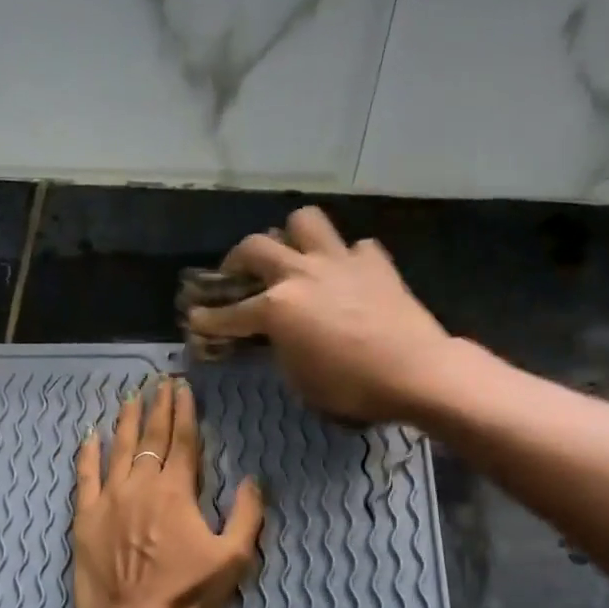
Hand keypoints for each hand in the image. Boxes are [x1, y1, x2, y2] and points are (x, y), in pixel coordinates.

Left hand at [73, 377, 263, 607]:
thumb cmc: (187, 595)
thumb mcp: (234, 559)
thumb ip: (247, 515)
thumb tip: (253, 480)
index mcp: (177, 492)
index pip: (182, 440)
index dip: (184, 411)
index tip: (182, 387)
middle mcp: (141, 485)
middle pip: (151, 437)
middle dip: (158, 407)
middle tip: (159, 383)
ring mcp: (109, 499)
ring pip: (118, 449)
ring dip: (126, 422)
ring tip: (130, 398)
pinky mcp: (85, 518)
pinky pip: (84, 477)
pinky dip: (87, 454)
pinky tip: (90, 436)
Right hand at [186, 206, 449, 424]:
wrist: (415, 370)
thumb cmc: (349, 386)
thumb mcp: (299, 378)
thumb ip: (279, 348)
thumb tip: (276, 336)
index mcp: (277, 307)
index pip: (230, 313)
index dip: (208, 319)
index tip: (194, 319)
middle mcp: (301, 274)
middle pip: (256, 246)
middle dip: (237, 258)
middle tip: (236, 273)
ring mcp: (339, 261)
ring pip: (304, 221)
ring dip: (291, 234)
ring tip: (291, 254)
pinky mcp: (375, 261)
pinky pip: (353, 247)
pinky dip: (344, 258)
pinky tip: (346, 276)